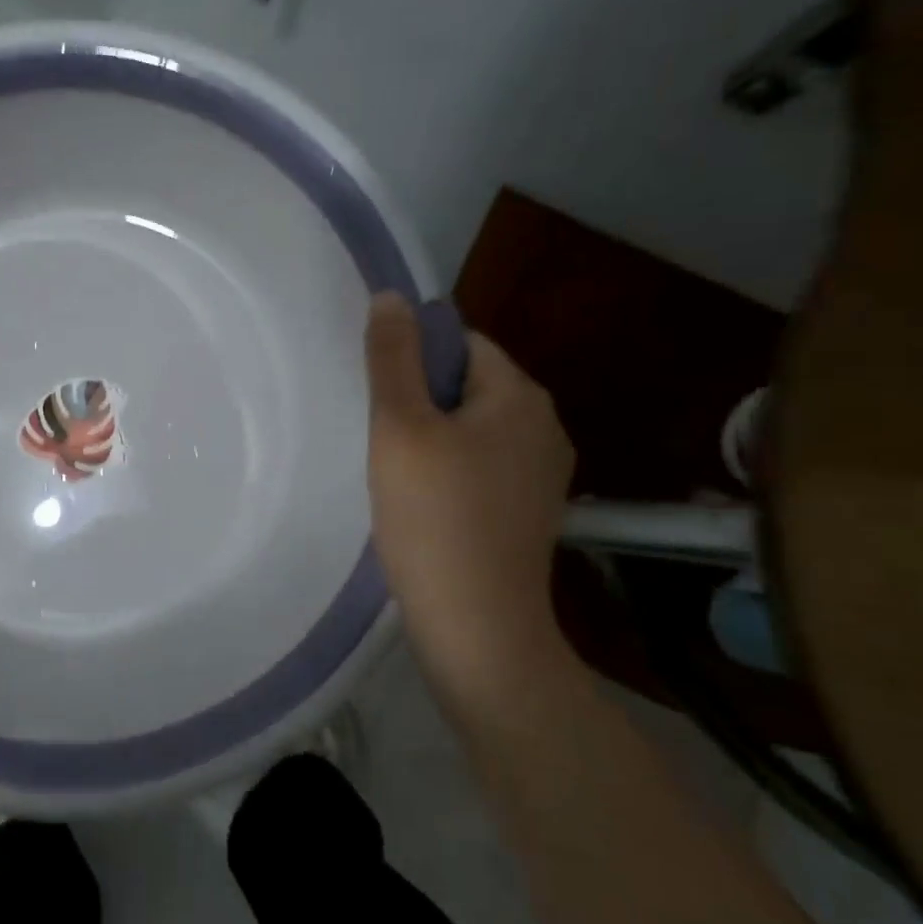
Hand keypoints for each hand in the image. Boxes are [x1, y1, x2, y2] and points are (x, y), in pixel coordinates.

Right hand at [364, 294, 573, 688]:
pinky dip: (448, 471)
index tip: (378, 395)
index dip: (414, 358)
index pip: (463, 343)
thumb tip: (393, 296)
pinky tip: (419, 502)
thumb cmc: (434, 517)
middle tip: (377, 434)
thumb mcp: (400, 427)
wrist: (477, 626)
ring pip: (472, 429)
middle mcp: (545, 427)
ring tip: (392, 469)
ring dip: (430, 437)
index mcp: (521, 396)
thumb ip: (393, 357)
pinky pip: (480, 466)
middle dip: (420, 399)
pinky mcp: (527, 512)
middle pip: (468, 385)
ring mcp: (542, 474)